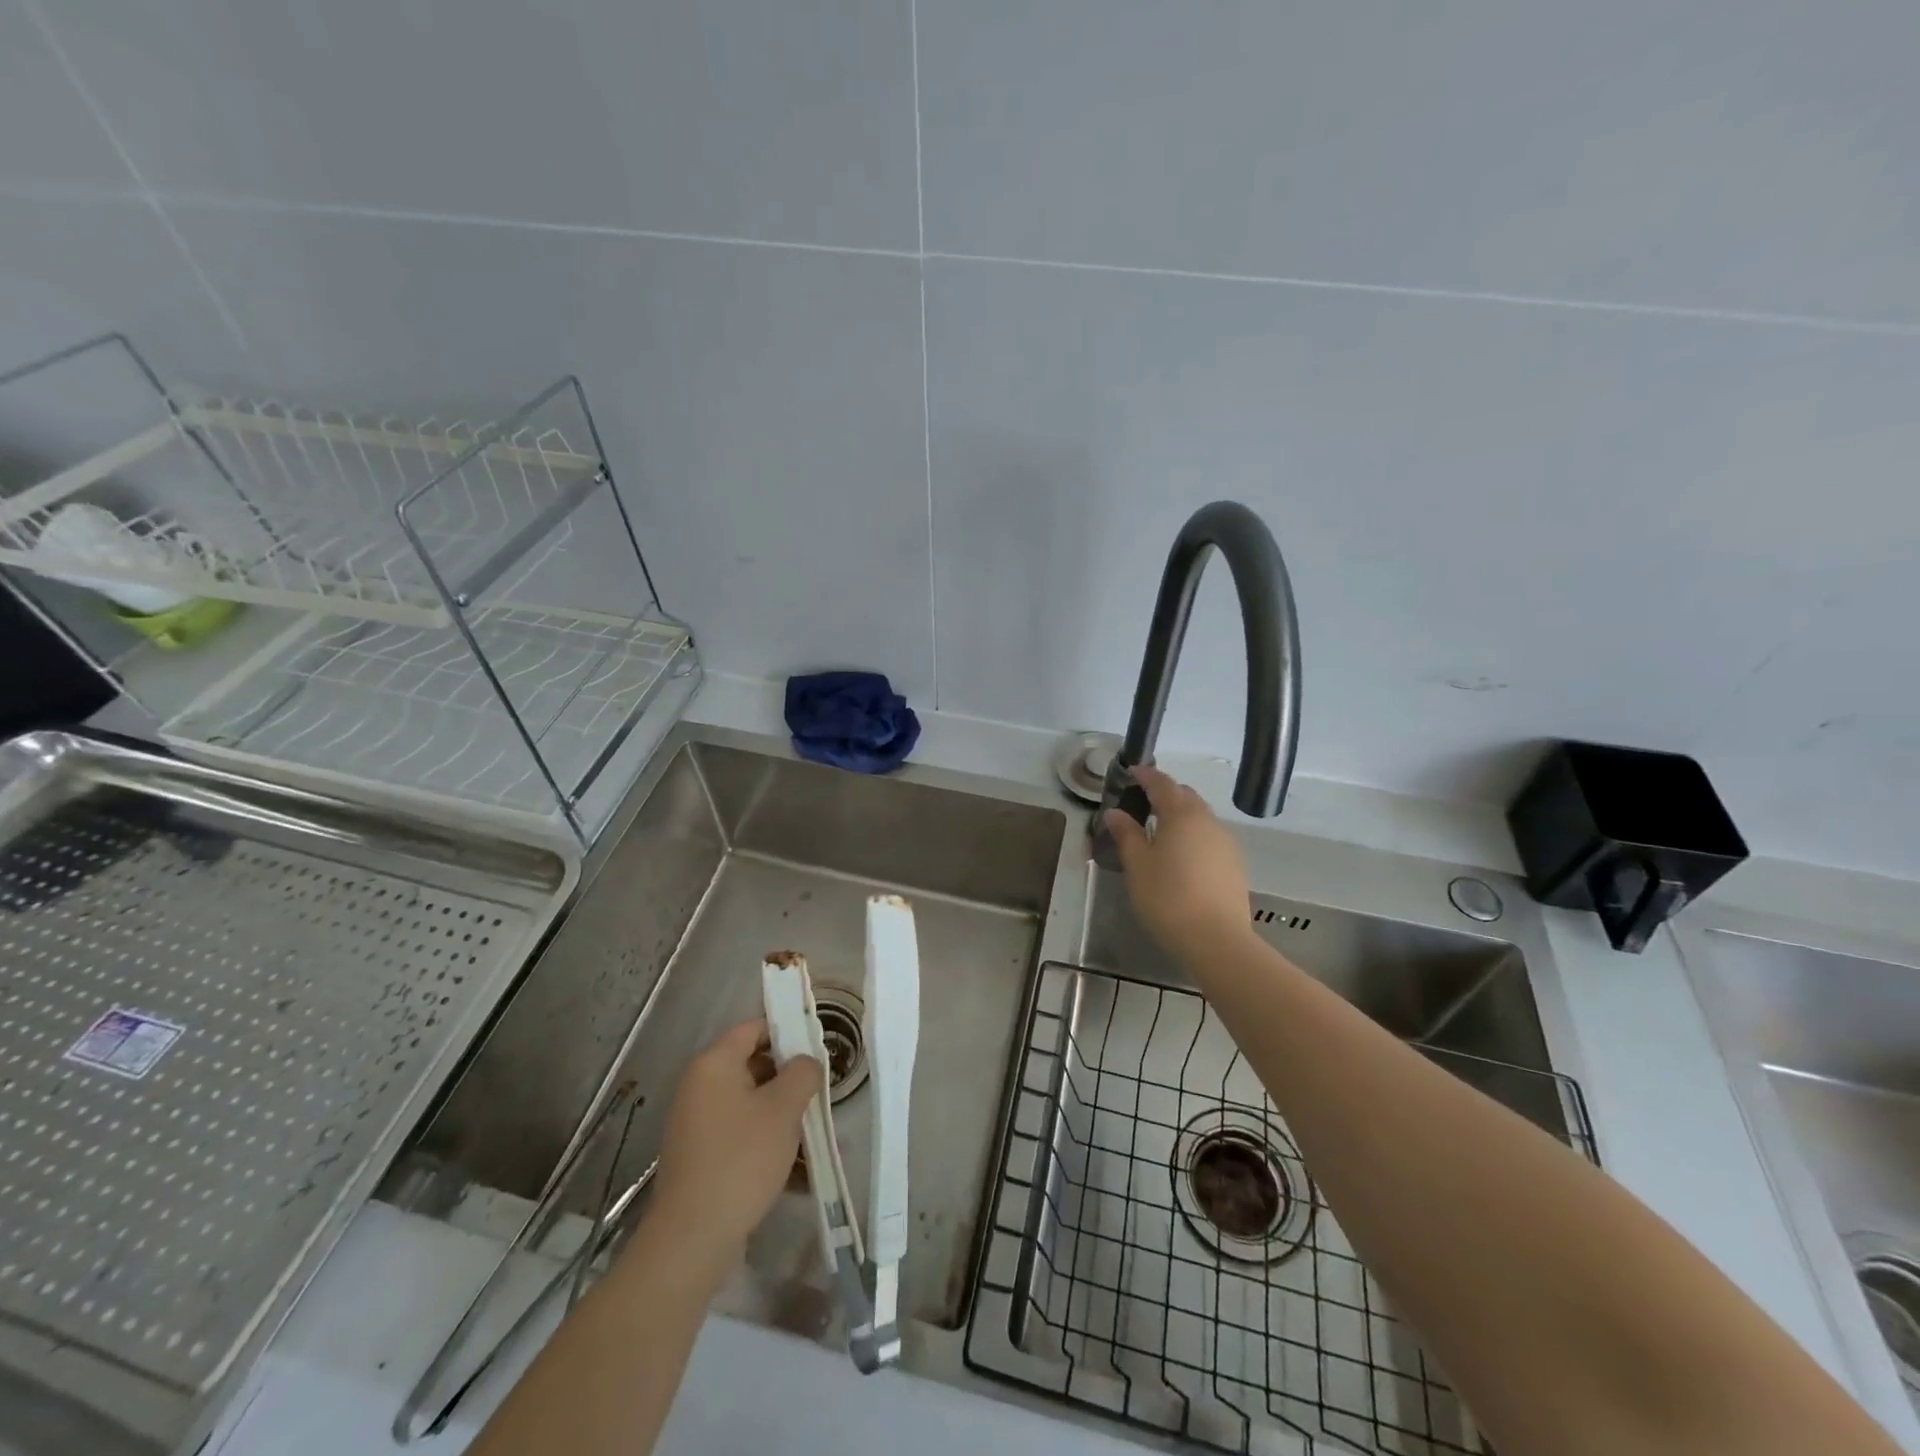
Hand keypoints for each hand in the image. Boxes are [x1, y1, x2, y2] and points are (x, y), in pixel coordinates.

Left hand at [647, 1020, 821, 1263]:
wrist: (692, 1238)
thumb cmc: (741, 1159)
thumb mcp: (784, 1109)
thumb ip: (803, 1072)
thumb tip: (805, 1062)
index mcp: (714, 1064)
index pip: (754, 1028)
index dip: (788, 1031)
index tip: (818, 1048)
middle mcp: (699, 1086)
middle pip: (753, 1064)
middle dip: (790, 1078)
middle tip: (820, 1092)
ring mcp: (697, 1122)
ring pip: (751, 1103)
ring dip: (783, 1113)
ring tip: (816, 1133)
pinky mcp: (701, 1155)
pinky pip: (741, 1133)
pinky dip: (767, 1140)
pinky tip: (797, 1165)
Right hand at [1104, 765, 1256, 964]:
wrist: (1217, 939)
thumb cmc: (1168, 897)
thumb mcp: (1137, 865)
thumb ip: (1126, 834)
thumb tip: (1115, 813)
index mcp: (1181, 814)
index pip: (1162, 783)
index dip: (1146, 775)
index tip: (1131, 771)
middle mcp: (1208, 820)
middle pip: (1185, 796)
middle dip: (1164, 794)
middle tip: (1141, 804)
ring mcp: (1226, 841)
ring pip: (1200, 817)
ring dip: (1180, 816)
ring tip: (1160, 832)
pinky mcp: (1235, 863)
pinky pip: (1210, 837)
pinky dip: (1194, 836)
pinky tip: (1182, 856)